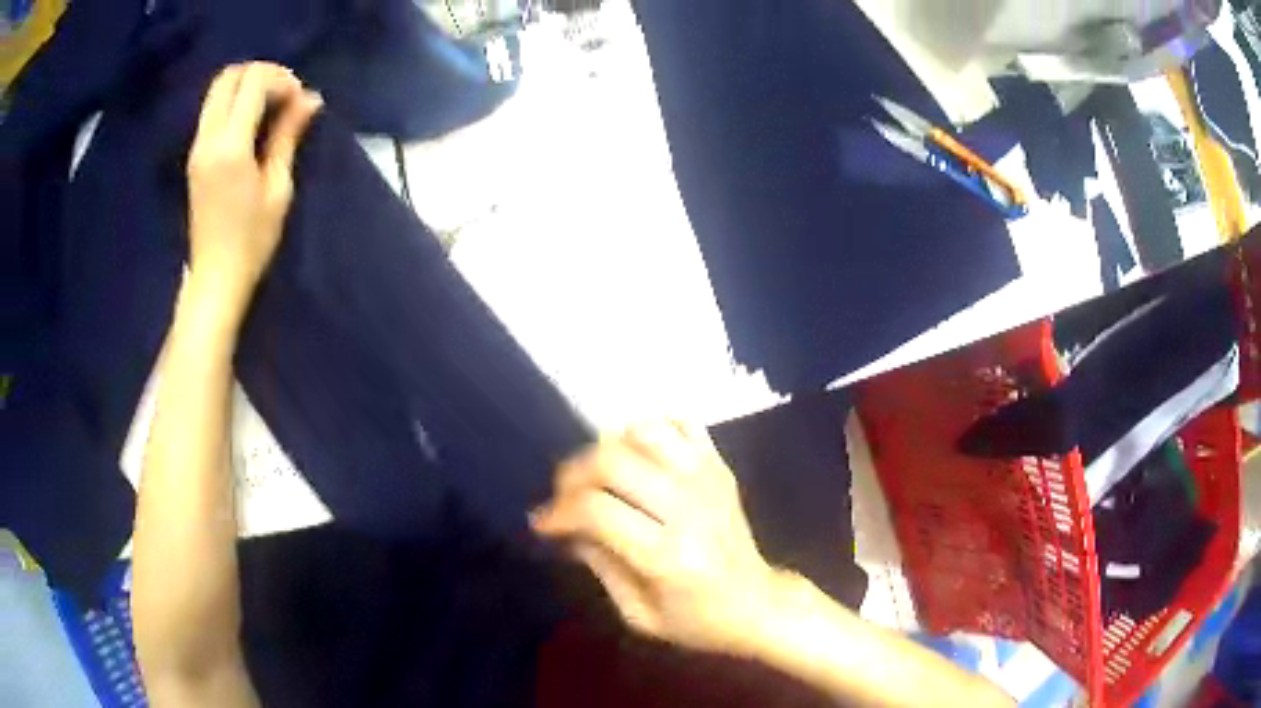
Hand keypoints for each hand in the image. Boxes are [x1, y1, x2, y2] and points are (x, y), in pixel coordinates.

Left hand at [186, 62, 321, 318]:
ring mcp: (196, 147)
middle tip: (284, 96)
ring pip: (217, 89)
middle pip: (230, 76)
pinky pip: (212, 109)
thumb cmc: (252, 241)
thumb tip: (310, 98)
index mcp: (230, 147)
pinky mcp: (194, 156)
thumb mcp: (277, 188)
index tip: (298, 101)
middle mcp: (207, 139)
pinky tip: (252, 122)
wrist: (215, 278)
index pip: (252, 83)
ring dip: (246, 86)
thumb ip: (288, 136)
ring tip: (270, 107)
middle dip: (261, 74)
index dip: (281, 79)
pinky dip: (234, 102)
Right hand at [532, 421, 780, 653]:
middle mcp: (688, 508)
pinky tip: (639, 454)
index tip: (543, 524)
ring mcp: (708, 480)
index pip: (596, 510)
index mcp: (667, 556)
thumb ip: (600, 565)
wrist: (757, 604)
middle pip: (613, 460)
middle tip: (563, 496)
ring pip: (645, 431)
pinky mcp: (721, 467)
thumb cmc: (696, 620)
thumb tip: (567, 527)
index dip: (558, 512)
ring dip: (609, 446)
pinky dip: (653, 429)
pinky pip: (683, 424)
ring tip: (600, 475)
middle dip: (572, 474)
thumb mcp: (638, 614)